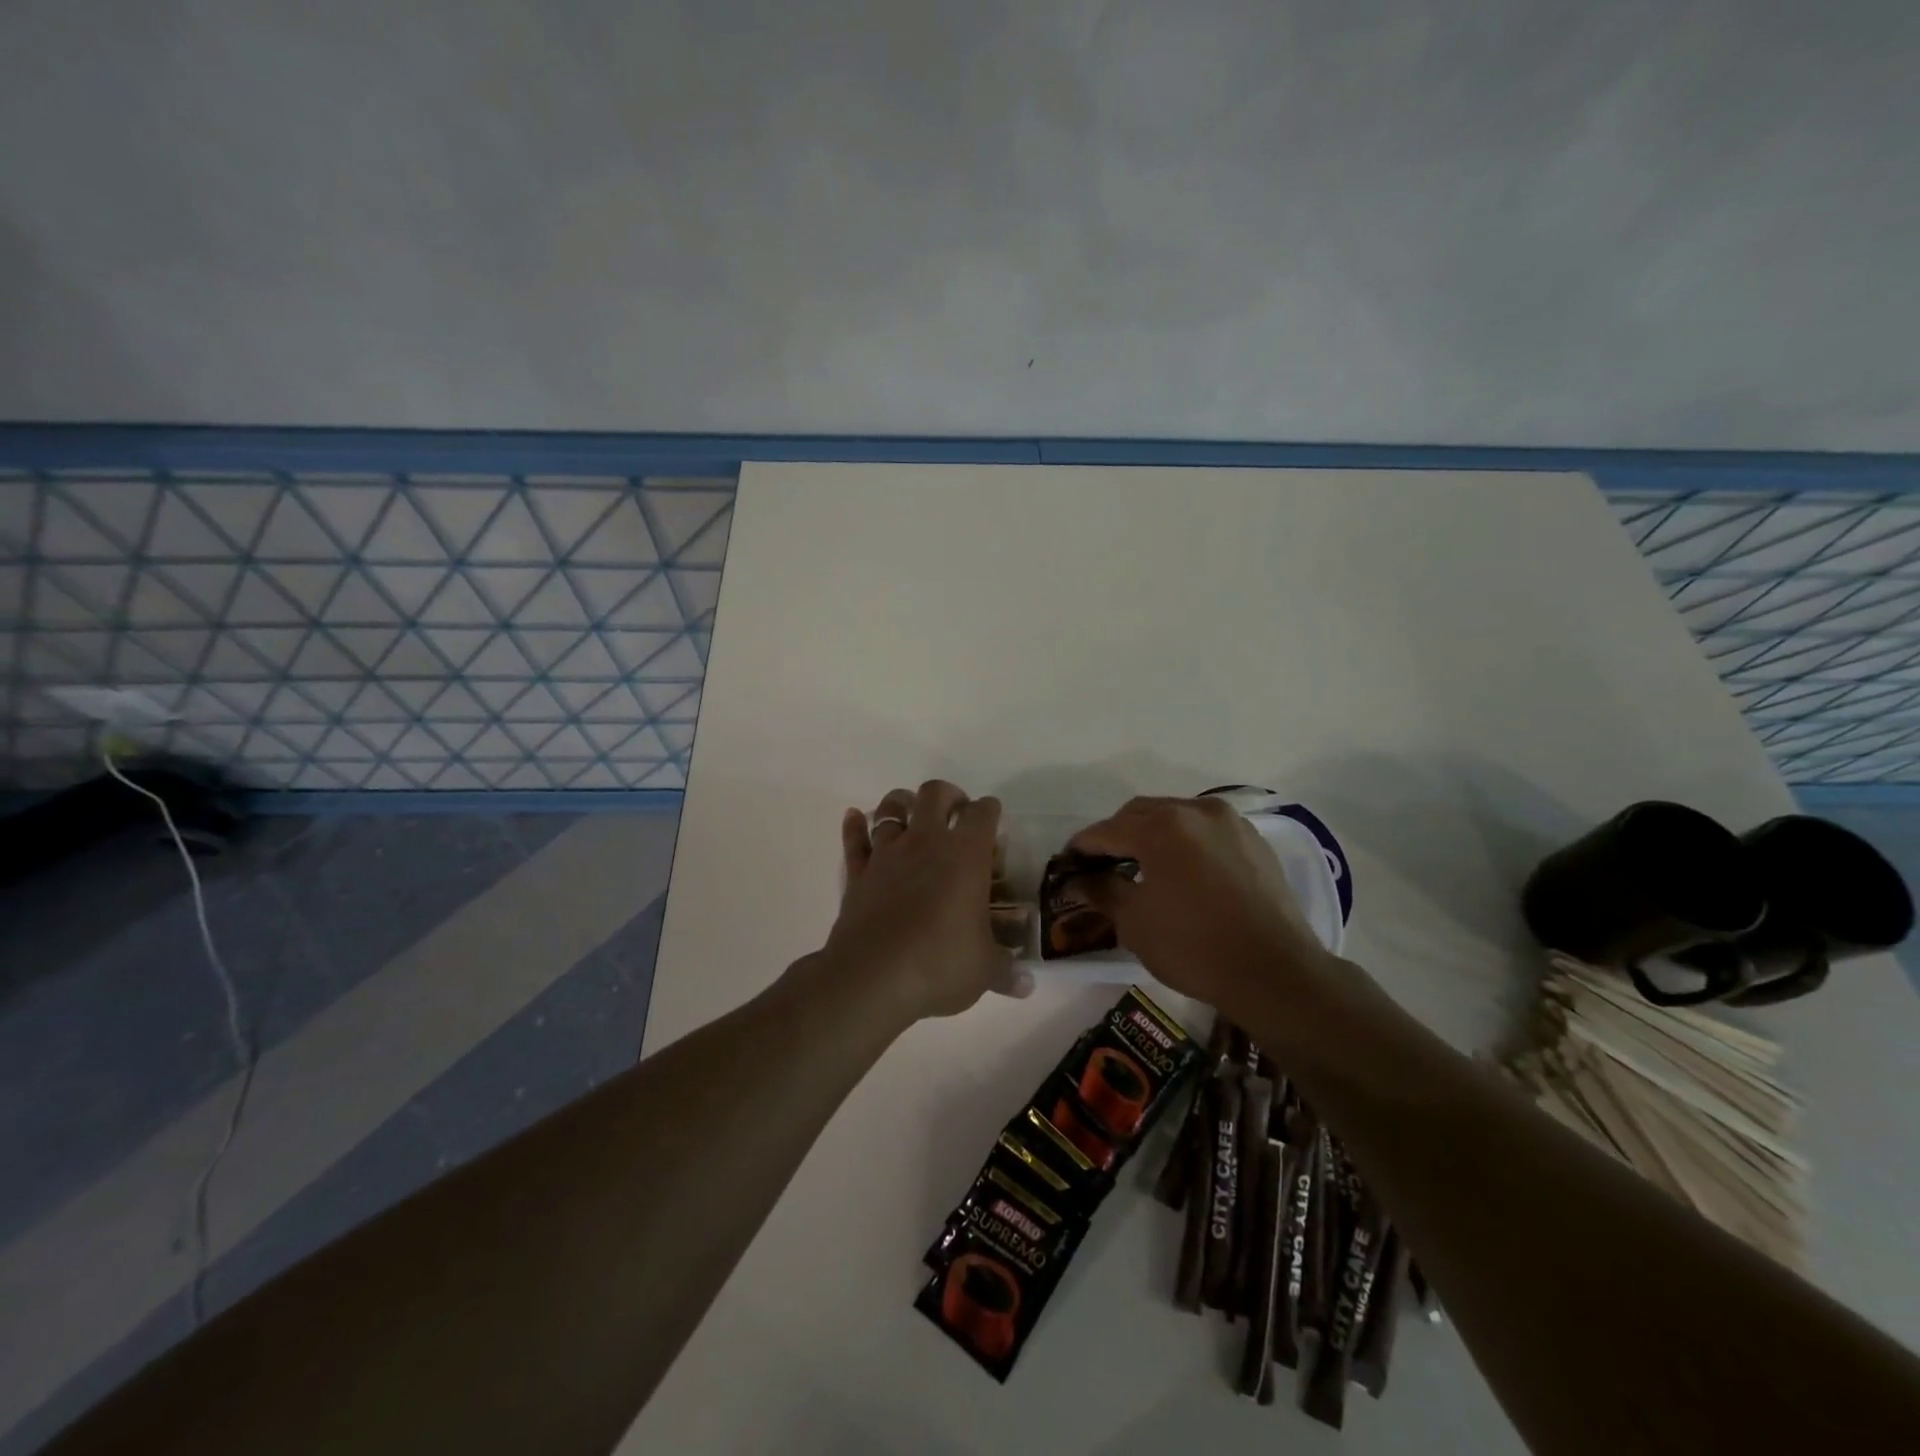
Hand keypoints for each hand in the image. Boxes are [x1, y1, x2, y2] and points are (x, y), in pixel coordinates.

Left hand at [825, 780, 1029, 1021]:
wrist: (873, 978)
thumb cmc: (940, 964)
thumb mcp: (984, 971)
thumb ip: (1006, 971)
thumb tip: (1026, 985)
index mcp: (966, 856)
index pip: (982, 814)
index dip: (990, 810)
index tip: (993, 816)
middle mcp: (926, 843)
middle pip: (934, 794)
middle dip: (947, 795)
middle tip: (955, 810)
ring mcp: (887, 855)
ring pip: (891, 809)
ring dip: (902, 803)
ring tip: (910, 811)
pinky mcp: (857, 874)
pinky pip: (854, 840)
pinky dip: (854, 826)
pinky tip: (854, 816)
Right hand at [1068, 796, 1336, 1022]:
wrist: (1275, 973)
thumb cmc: (1194, 947)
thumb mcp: (1135, 922)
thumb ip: (1102, 891)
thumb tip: (1078, 881)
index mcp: (1161, 827)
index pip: (1107, 830)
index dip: (1082, 846)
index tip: (1068, 862)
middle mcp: (1196, 811)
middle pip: (1142, 813)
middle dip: (1117, 834)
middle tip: (1101, 864)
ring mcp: (1230, 823)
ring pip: (1176, 816)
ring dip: (1152, 834)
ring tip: (1141, 865)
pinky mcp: (1255, 841)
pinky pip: (1206, 830)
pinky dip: (1186, 842)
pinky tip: (1182, 870)